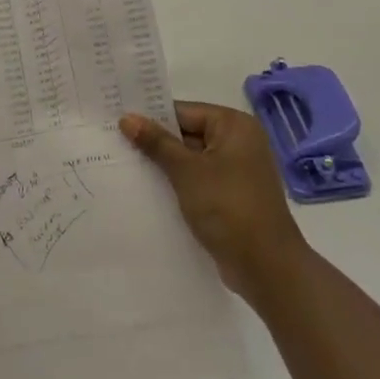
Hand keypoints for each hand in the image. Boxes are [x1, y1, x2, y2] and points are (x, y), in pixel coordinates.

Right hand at [120, 102, 309, 302]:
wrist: (266, 267)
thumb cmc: (228, 207)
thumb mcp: (187, 171)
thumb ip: (156, 142)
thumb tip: (127, 118)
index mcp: (234, 126)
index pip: (184, 112)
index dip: (151, 117)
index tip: (117, 121)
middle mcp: (238, 142)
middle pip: (187, 134)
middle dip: (155, 142)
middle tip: (113, 142)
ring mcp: (236, 171)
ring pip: (190, 160)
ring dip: (164, 165)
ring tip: (123, 164)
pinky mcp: (231, 196)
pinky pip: (198, 180)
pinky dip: (177, 183)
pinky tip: (147, 189)